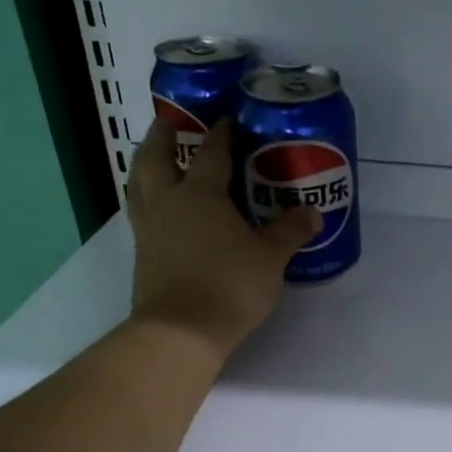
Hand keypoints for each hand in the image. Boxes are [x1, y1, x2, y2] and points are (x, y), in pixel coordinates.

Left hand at [126, 118, 318, 357]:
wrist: (181, 332)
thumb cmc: (229, 285)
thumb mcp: (270, 258)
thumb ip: (290, 232)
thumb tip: (313, 213)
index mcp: (200, 194)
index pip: (211, 153)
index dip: (221, 134)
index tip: (226, 119)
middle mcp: (168, 203)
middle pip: (155, 158)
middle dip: (162, 136)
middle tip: (169, 122)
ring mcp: (149, 229)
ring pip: (138, 184)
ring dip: (145, 166)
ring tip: (155, 159)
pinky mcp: (142, 255)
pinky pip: (141, 213)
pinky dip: (147, 200)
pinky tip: (162, 209)